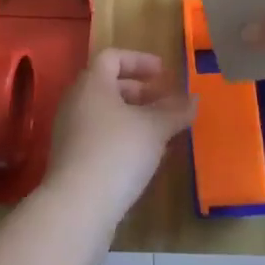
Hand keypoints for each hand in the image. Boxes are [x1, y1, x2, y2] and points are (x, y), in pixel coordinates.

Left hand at [45, 49, 197, 227]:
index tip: (163, 73)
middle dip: (140, 92)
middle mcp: (76, 102)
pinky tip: (145, 159)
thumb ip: (175, 111)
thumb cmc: (117, 152)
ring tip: (162, 133)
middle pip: (108, 86)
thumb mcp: (154, 128)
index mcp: (91, 84)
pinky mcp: (72, 160)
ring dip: (134, 118)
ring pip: (105, 114)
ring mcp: (70, 132)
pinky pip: (100, 137)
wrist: (77, 207)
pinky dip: (123, 139)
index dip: (139, 60)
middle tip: (165, 103)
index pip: (112, 57)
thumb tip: (194, 98)